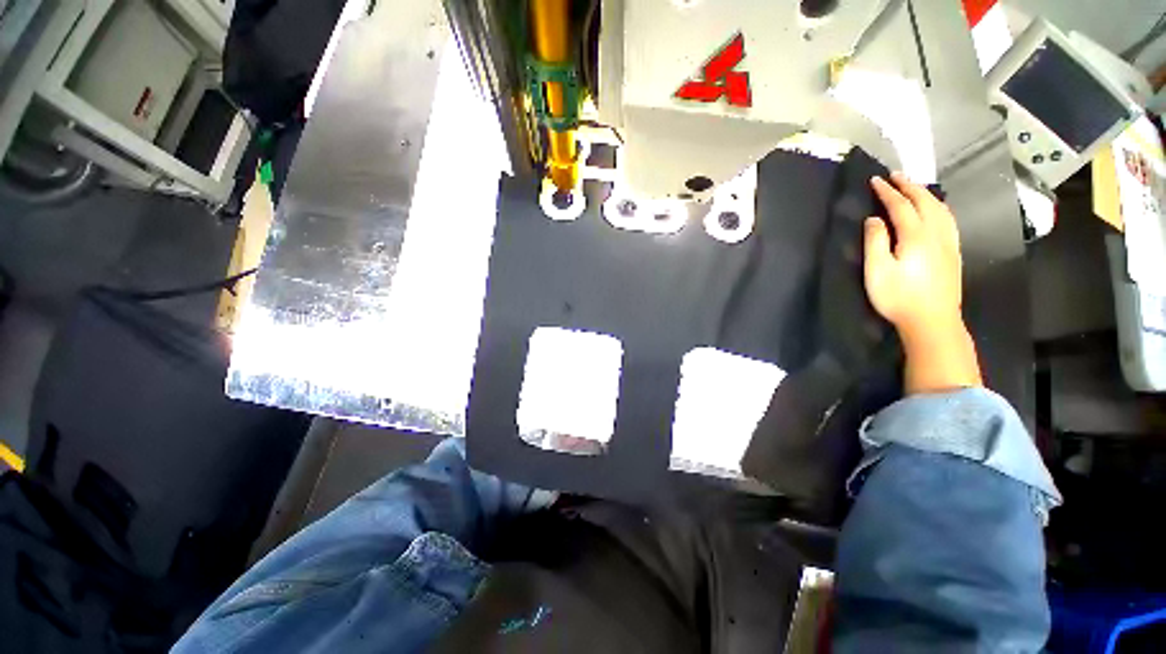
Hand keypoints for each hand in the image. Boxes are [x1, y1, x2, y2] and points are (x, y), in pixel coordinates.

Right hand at [864, 172, 981, 393]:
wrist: (934, 327)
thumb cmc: (903, 302)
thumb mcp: (878, 274)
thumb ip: (874, 242)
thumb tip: (875, 219)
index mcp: (914, 234)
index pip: (899, 204)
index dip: (886, 190)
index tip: (875, 180)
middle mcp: (934, 232)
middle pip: (922, 199)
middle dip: (907, 185)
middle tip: (895, 176)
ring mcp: (947, 243)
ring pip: (939, 208)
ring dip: (925, 193)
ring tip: (915, 188)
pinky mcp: (955, 255)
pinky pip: (949, 222)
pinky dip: (941, 209)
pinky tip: (938, 211)